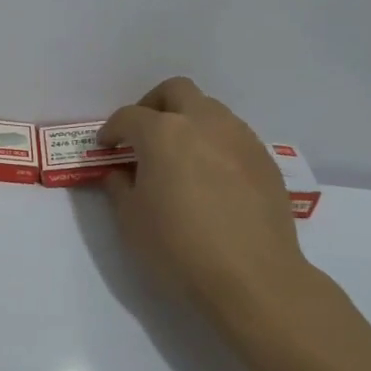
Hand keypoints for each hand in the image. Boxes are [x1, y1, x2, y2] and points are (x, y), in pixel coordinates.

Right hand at [99, 78, 345, 336]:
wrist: (254, 279)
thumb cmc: (179, 249)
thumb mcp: (131, 222)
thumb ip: (120, 188)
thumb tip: (121, 174)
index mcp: (163, 133)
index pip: (129, 116)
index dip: (112, 130)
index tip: (106, 147)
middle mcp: (203, 122)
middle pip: (175, 91)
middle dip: (153, 106)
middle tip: (143, 135)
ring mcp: (239, 138)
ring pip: (209, 109)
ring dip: (188, 122)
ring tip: (180, 156)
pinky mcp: (265, 160)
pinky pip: (233, 136)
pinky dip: (215, 144)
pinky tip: (211, 178)